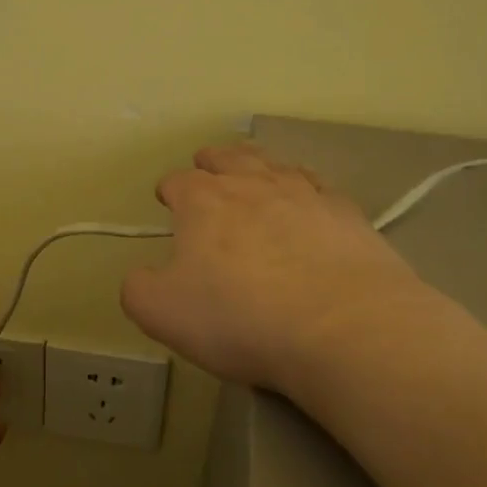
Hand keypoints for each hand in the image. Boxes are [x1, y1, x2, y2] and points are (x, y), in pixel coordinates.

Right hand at [121, 143, 433, 393]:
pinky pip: (319, 186)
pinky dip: (305, 186)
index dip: (169, 190)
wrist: (342, 327)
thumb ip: (138, 288)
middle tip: (206, 167)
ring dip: (257, 165)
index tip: (166, 200)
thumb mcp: (161, 313)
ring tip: (253, 170)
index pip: (178, 182)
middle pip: (227, 159)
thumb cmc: (239, 318)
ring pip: (274, 164)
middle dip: (211, 162)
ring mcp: (305, 194)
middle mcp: (253, 185)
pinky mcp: (347, 214)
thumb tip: (143, 275)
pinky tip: (308, 197)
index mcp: (203, 203)